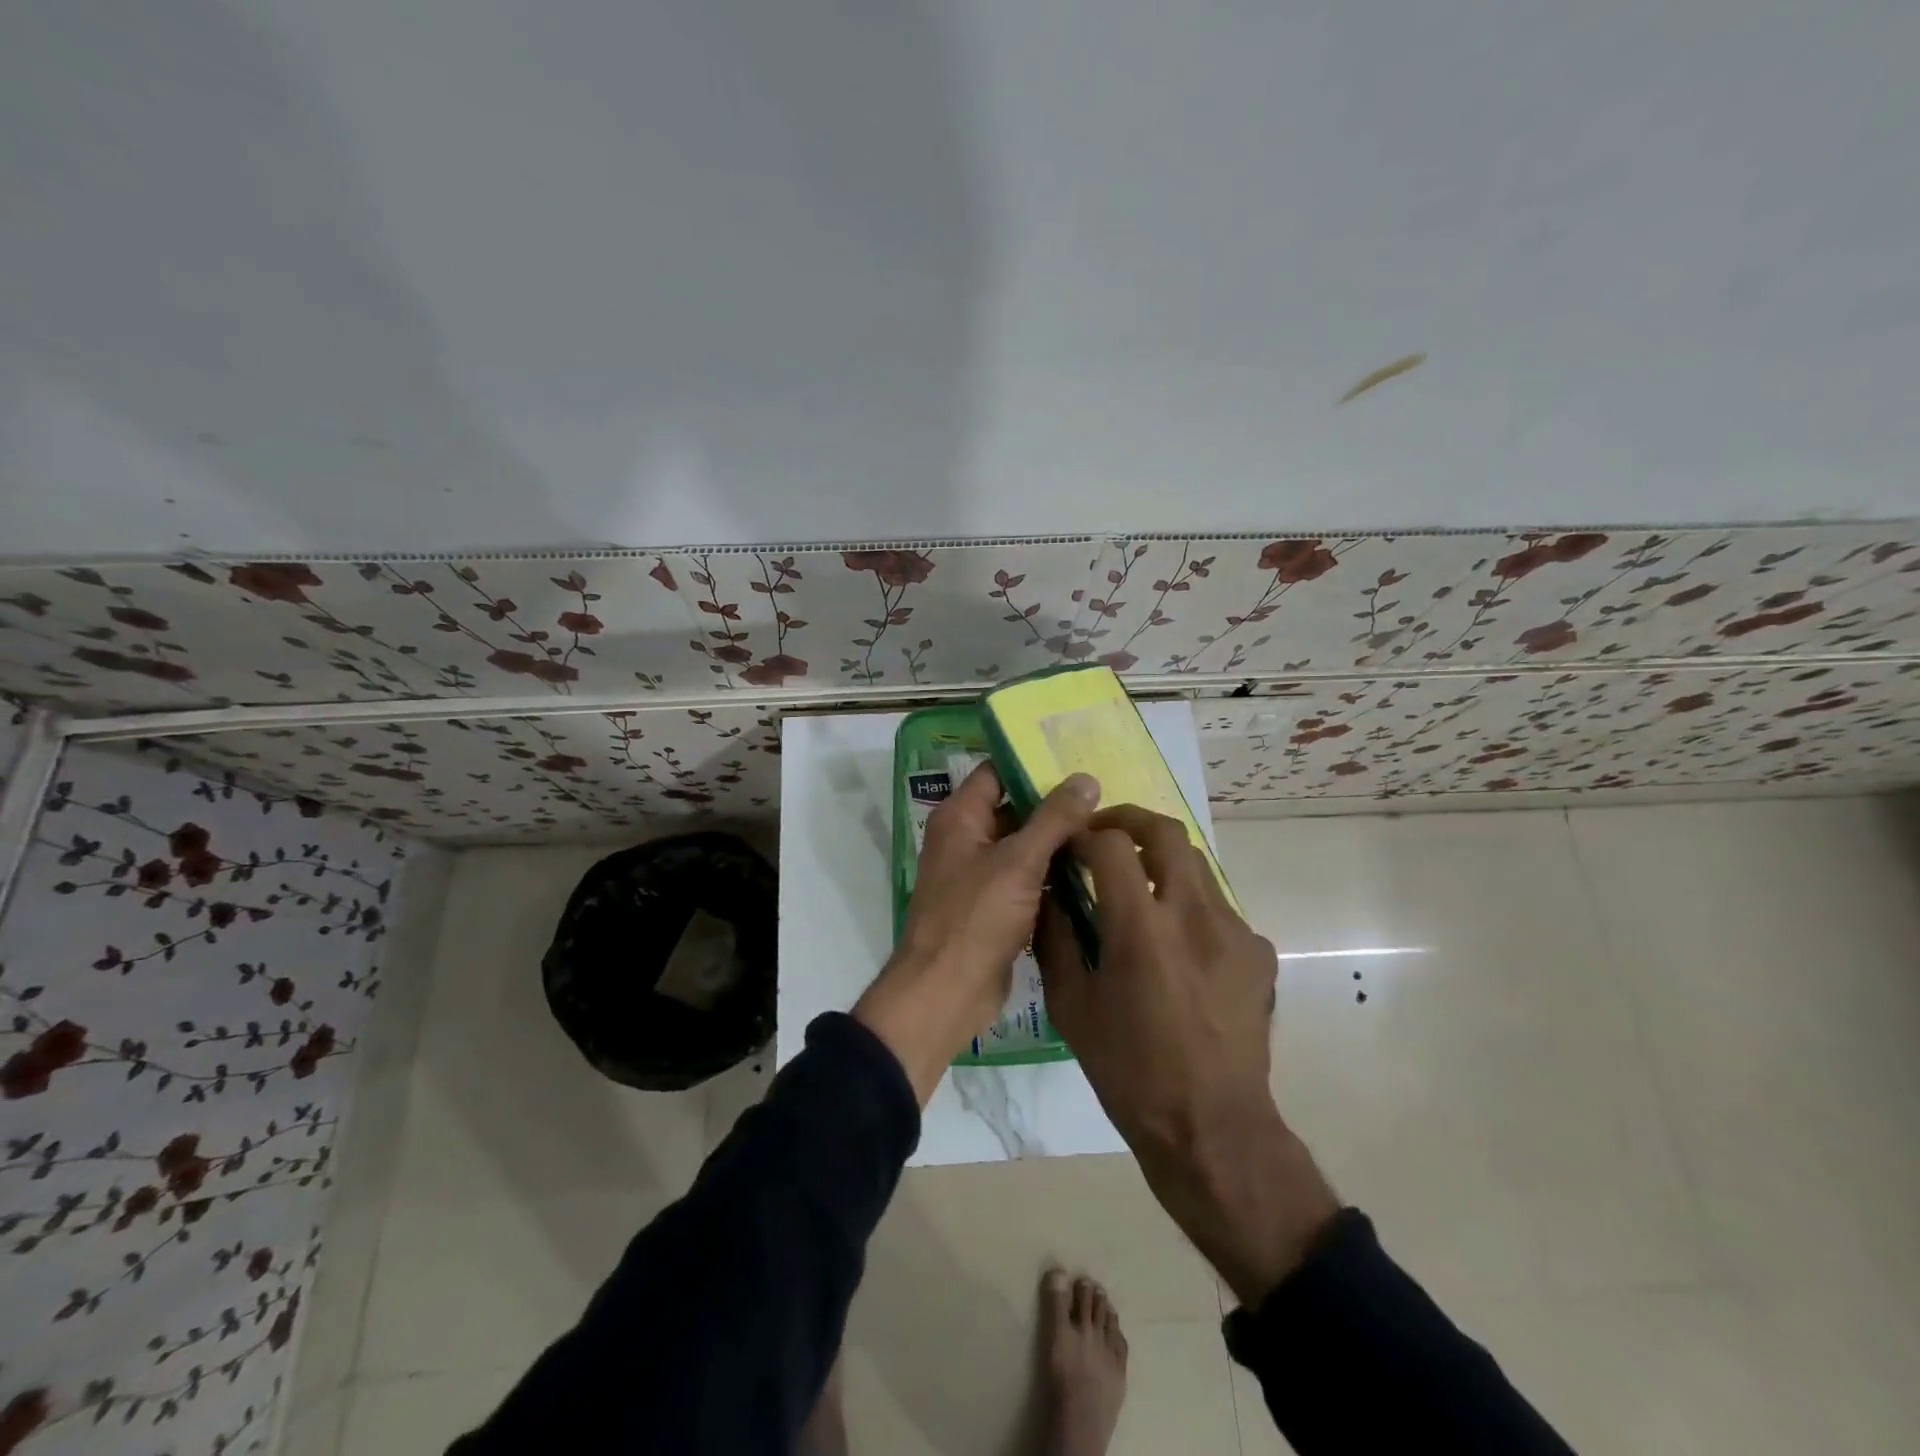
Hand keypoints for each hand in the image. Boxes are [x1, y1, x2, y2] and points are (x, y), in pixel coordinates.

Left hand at [853, 765, 1099, 1104]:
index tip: (1077, 760)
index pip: (996, 771)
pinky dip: (1051, 873)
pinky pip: (1025, 878)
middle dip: (1054, 805)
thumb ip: (1054, 818)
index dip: (1033, 763)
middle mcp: (965, 839)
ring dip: (1057, 841)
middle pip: (1013, 808)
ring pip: (1023, 846)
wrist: (946, 992)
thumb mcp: (1018, 861)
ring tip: (1107, 830)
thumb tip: (1086, 779)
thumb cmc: (975, 917)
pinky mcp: (992, 906)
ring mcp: (978, 874)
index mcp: (960, 817)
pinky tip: (1091, 871)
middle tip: (1104, 797)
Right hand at [1036, 806, 1337, 1306]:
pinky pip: (1218, 906)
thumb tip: (1049, 892)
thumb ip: (1056, 938)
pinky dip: (1188, 904)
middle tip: (1103, 838)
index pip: (1111, 845)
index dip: (1084, 836)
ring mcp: (1235, 930)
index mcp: (1141, 929)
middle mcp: (1193, 915)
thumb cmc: (1128, 1070)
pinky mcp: (1258, 951)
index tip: (1068, 847)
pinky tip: (1176, 944)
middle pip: (1165, 832)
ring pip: (1195, 864)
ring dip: (1160, 861)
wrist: (1211, 1127)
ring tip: (1138, 887)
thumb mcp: (1071, 1006)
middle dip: (1128, 821)